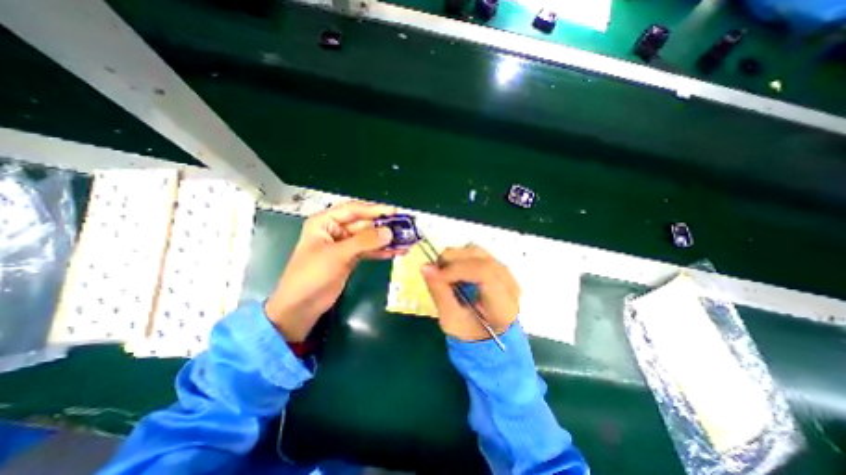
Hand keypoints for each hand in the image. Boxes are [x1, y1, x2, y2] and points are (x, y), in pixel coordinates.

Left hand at [267, 200, 405, 341]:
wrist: (300, 307)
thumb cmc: (311, 275)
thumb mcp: (337, 255)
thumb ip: (364, 241)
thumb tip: (389, 232)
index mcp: (325, 222)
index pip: (354, 210)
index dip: (375, 210)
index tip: (395, 212)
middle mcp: (335, 230)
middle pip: (364, 224)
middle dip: (384, 227)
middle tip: (405, 228)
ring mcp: (344, 245)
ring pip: (369, 238)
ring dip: (386, 240)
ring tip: (405, 242)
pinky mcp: (350, 258)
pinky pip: (369, 251)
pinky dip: (381, 252)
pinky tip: (396, 252)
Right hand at [418, 246, 519, 341]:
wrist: (488, 335)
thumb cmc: (470, 333)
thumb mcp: (450, 320)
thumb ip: (439, 293)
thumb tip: (426, 267)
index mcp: (503, 306)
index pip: (484, 273)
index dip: (456, 269)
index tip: (436, 275)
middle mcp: (510, 285)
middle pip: (481, 257)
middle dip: (452, 259)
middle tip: (435, 271)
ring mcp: (506, 274)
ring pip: (478, 251)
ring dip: (455, 257)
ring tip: (443, 272)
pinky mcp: (498, 267)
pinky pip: (477, 253)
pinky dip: (460, 257)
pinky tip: (453, 270)